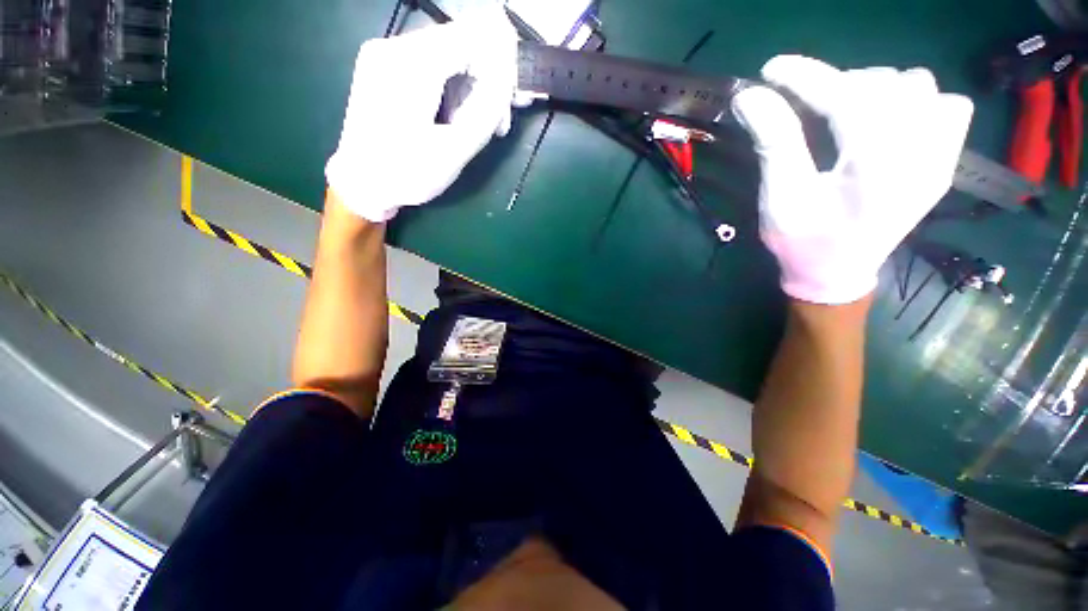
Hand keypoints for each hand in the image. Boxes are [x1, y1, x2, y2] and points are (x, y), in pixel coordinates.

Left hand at [326, 8, 517, 221]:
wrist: (360, 184)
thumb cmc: (406, 174)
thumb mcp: (454, 150)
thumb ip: (486, 109)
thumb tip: (508, 78)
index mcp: (411, 65)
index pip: (473, 35)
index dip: (502, 62)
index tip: (512, 100)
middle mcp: (394, 46)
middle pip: (461, 42)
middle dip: (488, 80)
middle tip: (497, 124)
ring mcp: (385, 53)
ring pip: (449, 54)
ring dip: (471, 87)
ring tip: (475, 127)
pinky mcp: (384, 65)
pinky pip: (431, 64)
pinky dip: (452, 87)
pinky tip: (455, 116)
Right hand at [732, 56, 973, 304]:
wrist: (836, 273)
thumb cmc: (802, 242)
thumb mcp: (780, 198)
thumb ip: (773, 144)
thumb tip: (751, 97)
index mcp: (875, 169)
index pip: (846, 98)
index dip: (806, 77)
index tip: (772, 70)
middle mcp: (920, 155)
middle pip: (885, 84)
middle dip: (838, 85)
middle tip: (805, 105)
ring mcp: (939, 157)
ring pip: (919, 86)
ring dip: (876, 89)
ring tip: (845, 112)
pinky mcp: (943, 161)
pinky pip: (948, 106)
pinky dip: (917, 100)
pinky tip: (889, 120)